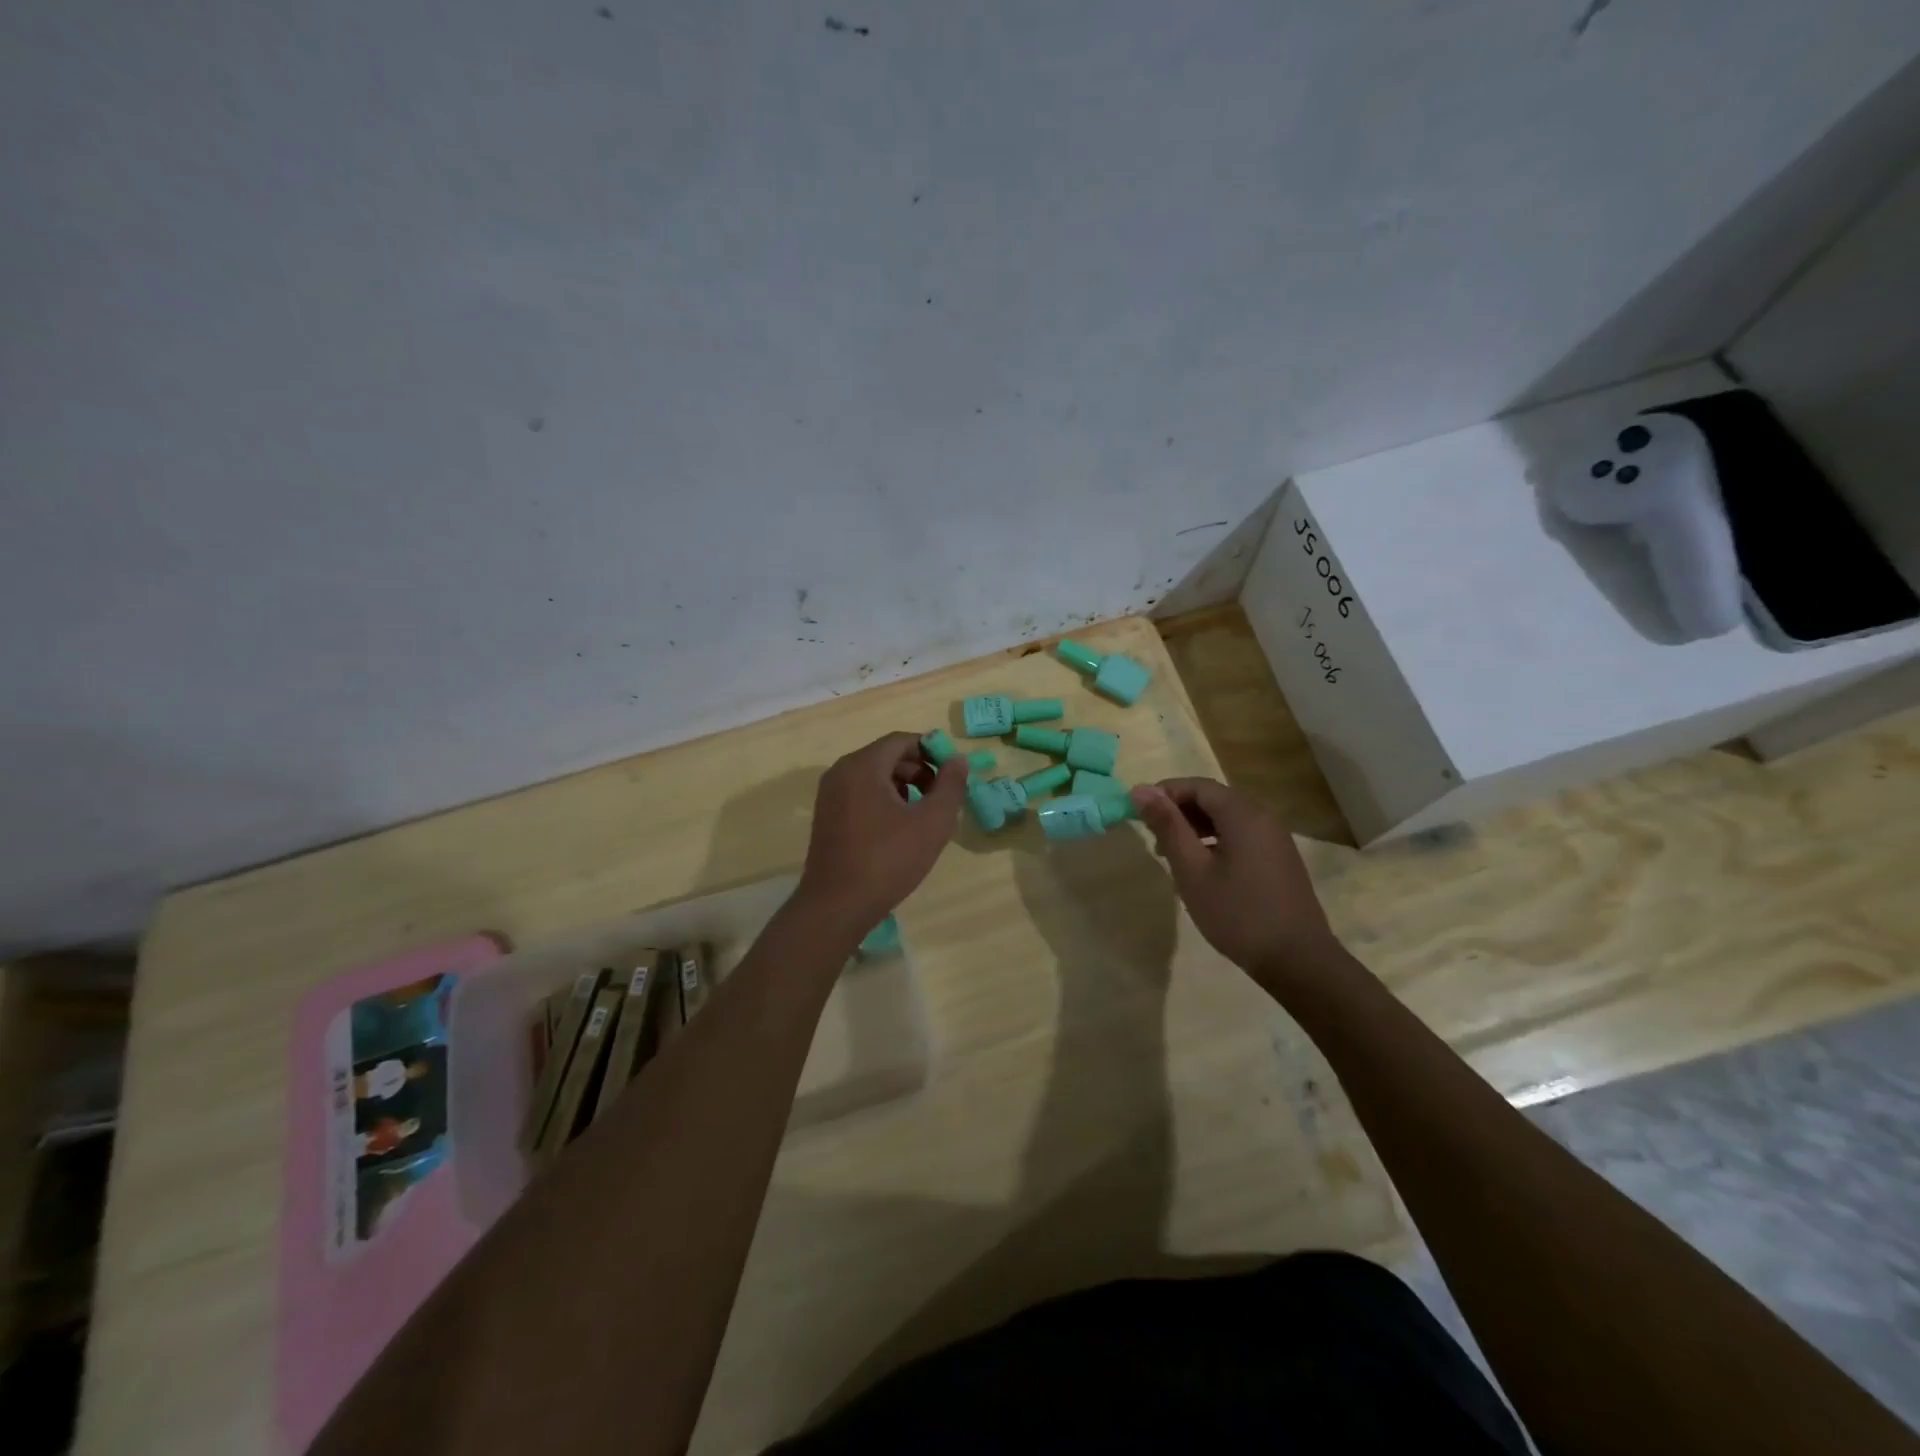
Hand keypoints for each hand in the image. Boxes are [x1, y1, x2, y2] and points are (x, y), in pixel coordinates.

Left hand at [795, 731, 967, 939]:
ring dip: (903, 787)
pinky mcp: (826, 816)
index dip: (932, 751)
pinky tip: (899, 830)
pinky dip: (883, 800)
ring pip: (874, 776)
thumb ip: (950, 786)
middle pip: (887, 756)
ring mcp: (829, 794)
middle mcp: (841, 772)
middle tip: (941, 797)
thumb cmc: (887, 861)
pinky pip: (860, 793)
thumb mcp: (932, 823)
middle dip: (919, 771)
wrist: (836, 906)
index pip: (902, 740)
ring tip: (923, 816)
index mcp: (863, 766)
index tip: (952, 775)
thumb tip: (958, 760)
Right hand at [1130, 777, 1340, 983]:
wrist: (1297, 960)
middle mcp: (1263, 816)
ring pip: (1227, 817)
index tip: (1138, 815)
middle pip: (1213, 798)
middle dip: (1179, 812)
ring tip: (1173, 856)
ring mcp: (1275, 837)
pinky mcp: (1279, 857)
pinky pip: (1241, 834)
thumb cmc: (1237, 913)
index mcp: (1242, 813)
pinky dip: (1216, 840)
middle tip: (1154, 840)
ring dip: (1196, 827)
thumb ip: (1167, 826)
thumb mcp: (1192, 870)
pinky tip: (1203, 869)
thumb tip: (1141, 789)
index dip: (1164, 794)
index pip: (1196, 785)